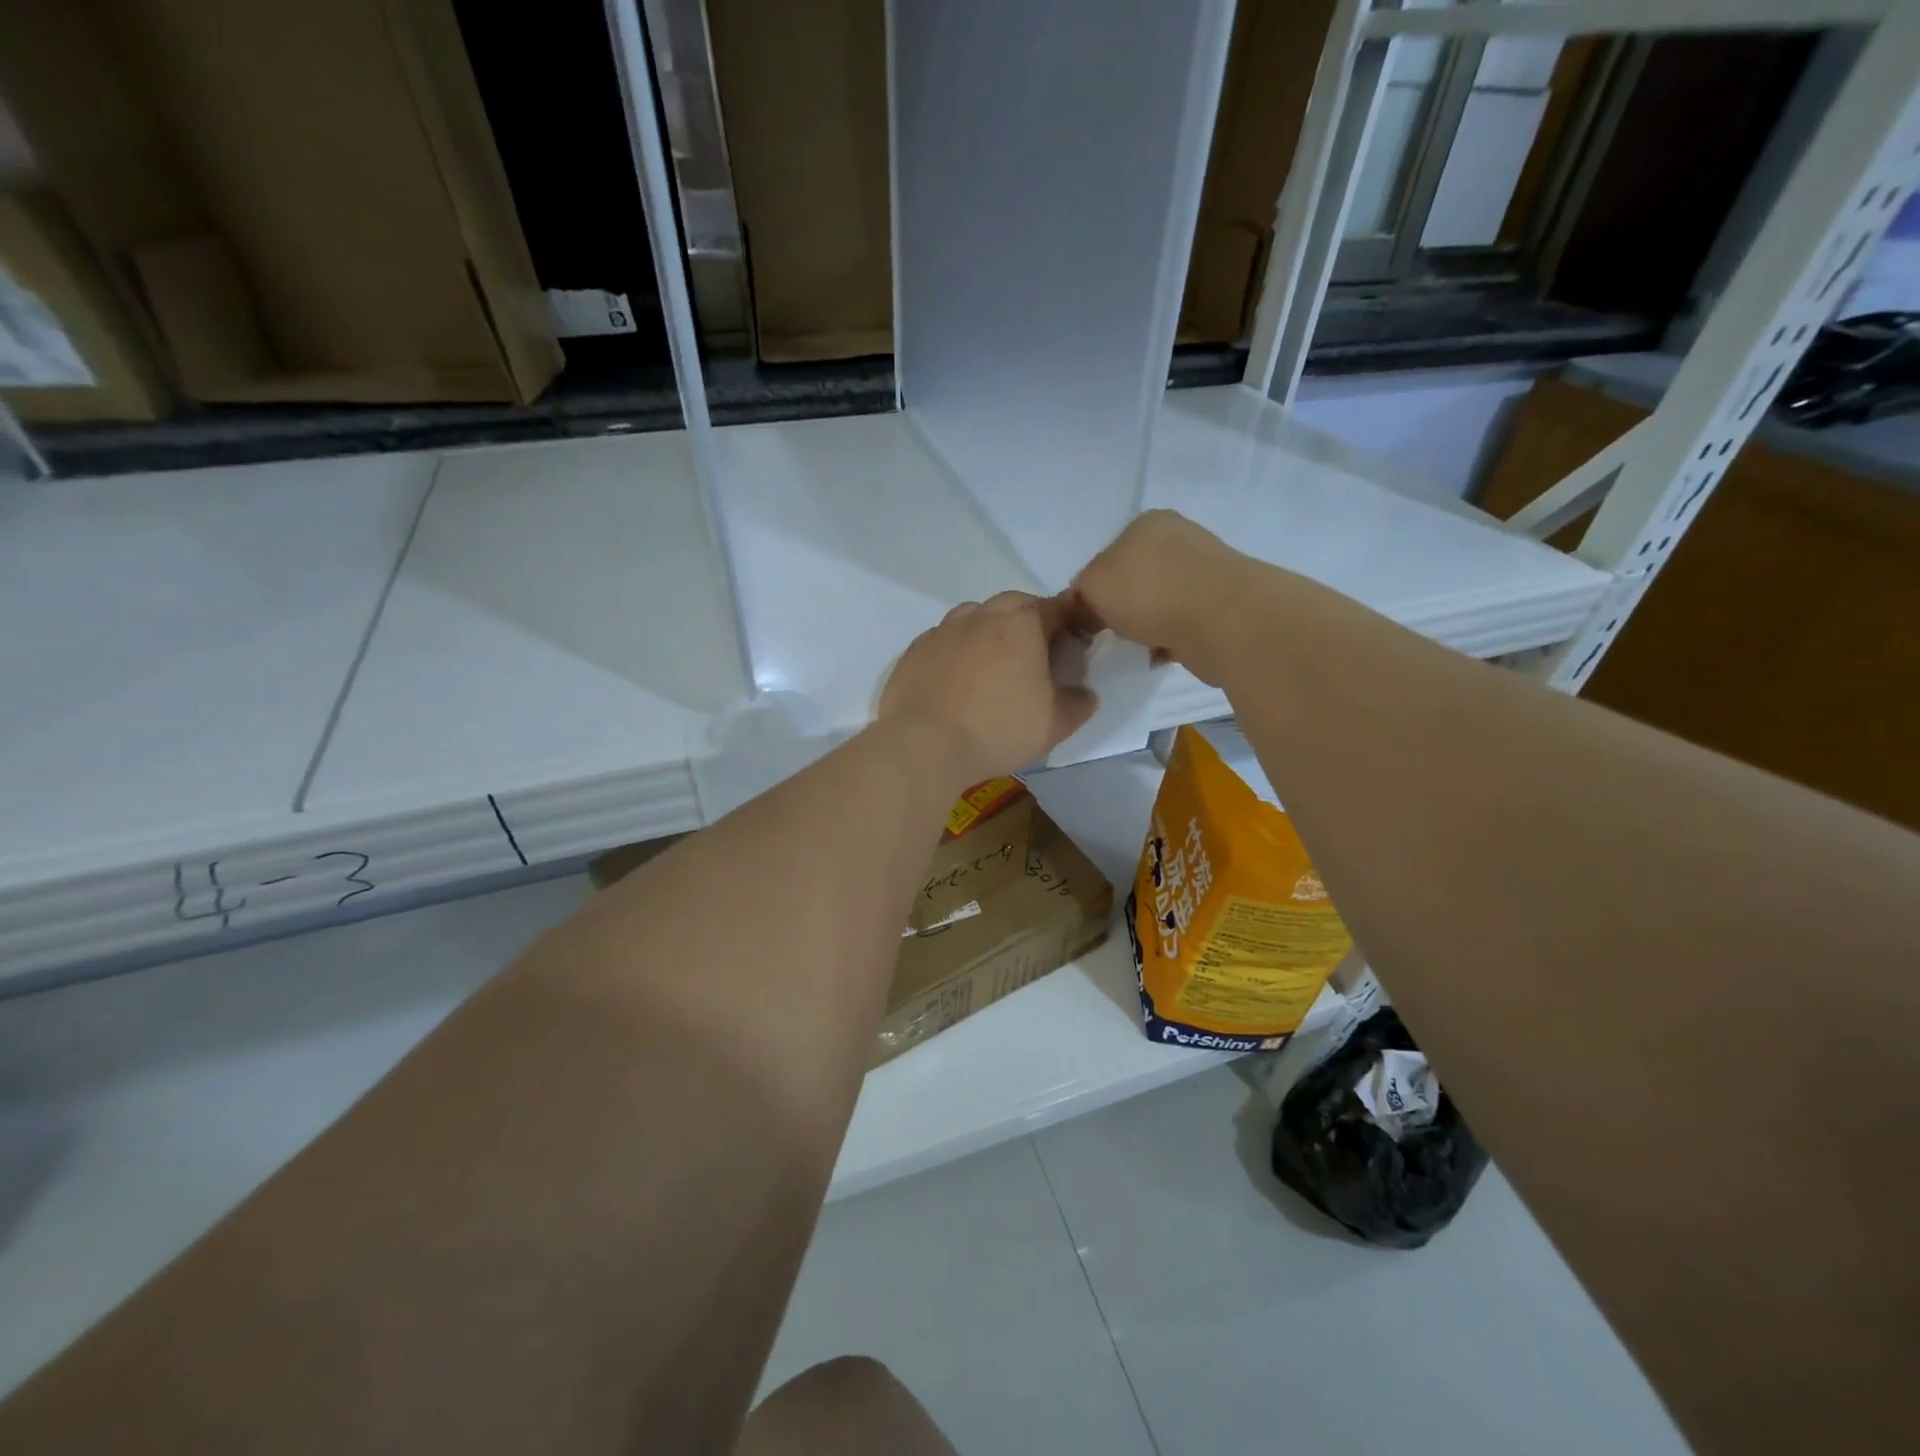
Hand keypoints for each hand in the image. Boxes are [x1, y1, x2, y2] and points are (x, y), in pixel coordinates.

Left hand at [879, 592, 1098, 785]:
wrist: (925, 744)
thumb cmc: (998, 729)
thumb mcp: (1054, 724)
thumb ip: (1078, 703)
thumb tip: (1086, 693)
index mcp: (1022, 623)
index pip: (1056, 607)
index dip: (1069, 622)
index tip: (1072, 644)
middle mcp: (981, 615)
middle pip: (1013, 604)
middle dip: (1028, 620)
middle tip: (1033, 654)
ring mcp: (943, 630)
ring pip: (973, 616)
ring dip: (989, 631)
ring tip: (992, 665)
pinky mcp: (914, 650)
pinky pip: (943, 640)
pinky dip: (956, 650)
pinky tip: (956, 679)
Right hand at [1068, 511, 1251, 684]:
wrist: (1222, 619)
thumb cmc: (1149, 592)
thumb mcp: (1091, 585)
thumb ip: (1079, 593)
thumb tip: (1087, 611)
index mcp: (1147, 523)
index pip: (1105, 557)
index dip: (1091, 591)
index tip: (1087, 620)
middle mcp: (1178, 539)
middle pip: (1133, 580)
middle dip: (1121, 609)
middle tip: (1108, 636)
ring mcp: (1204, 571)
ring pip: (1158, 604)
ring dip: (1145, 626)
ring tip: (1136, 648)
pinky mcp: (1222, 605)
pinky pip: (1181, 624)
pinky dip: (1168, 640)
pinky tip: (1160, 654)